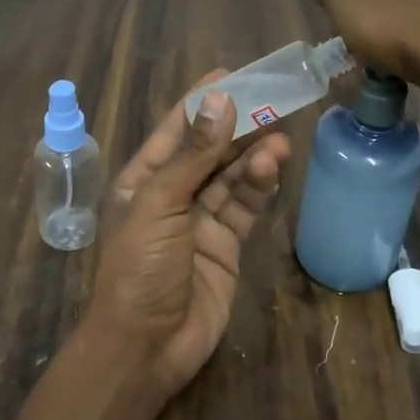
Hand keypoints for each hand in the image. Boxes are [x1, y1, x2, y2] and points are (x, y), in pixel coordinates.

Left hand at [85, 71, 291, 396]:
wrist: (147, 346)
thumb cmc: (139, 270)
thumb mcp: (159, 206)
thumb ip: (193, 156)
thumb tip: (218, 101)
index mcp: (142, 180)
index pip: (176, 130)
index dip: (202, 101)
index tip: (232, 73)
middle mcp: (172, 195)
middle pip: (209, 150)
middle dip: (237, 126)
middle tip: (273, 98)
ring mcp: (200, 220)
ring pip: (231, 177)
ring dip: (253, 155)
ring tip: (280, 135)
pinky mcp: (226, 244)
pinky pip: (244, 206)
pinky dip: (259, 185)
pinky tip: (274, 164)